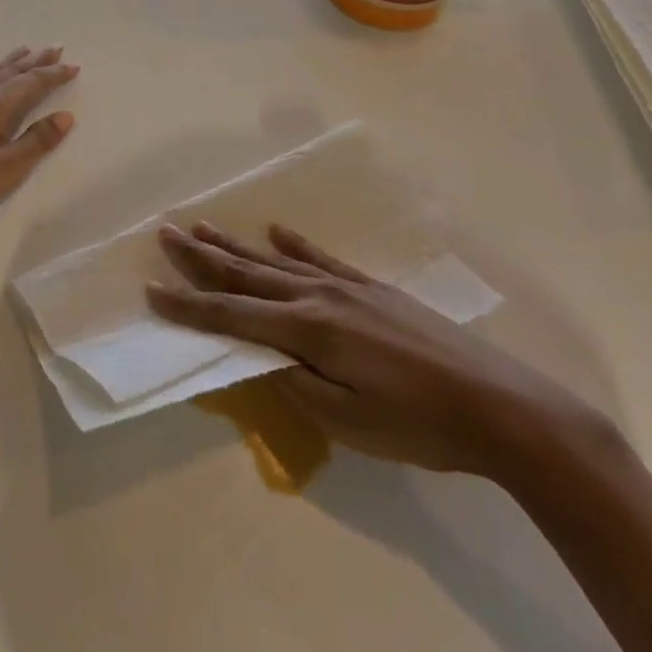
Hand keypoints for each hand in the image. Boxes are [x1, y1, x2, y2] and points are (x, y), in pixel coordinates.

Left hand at [0, 46, 78, 263]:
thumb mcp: (5, 171)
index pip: (30, 83)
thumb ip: (36, 142)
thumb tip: (65, 116)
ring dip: (10, 62)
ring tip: (24, 52)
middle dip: (35, 61)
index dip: (53, 75)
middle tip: (55, 48)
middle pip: (9, 72)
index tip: (74, 66)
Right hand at [147, 222, 601, 481]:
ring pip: (275, 260)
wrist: (499, 404)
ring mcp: (346, 286)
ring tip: (202, 226)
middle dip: (201, 257)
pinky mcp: (371, 287)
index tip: (151, 290)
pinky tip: (276, 230)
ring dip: (236, 245)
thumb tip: (260, 357)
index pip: (231, 316)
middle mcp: (317, 295)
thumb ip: (295, 383)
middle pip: (246, 274)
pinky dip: (294, 243)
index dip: (189, 306)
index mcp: (307, 329)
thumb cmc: (418, 424)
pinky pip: (320, 257)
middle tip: (165, 232)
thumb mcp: (348, 420)